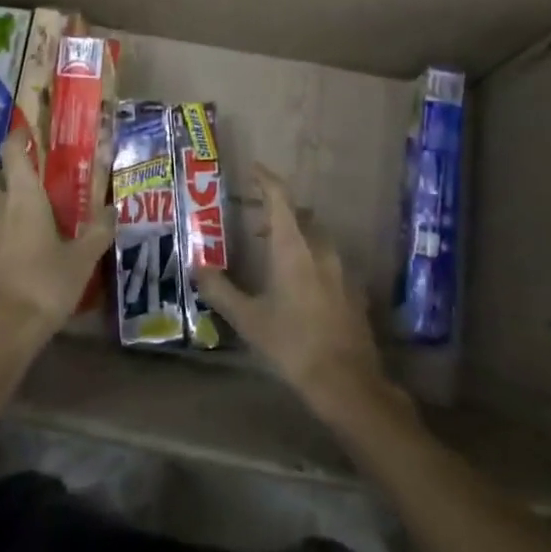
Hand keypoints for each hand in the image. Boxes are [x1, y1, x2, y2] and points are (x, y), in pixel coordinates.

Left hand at [0, 131, 114, 365]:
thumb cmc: (44, 285)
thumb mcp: (81, 260)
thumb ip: (98, 232)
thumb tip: (115, 210)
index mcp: (22, 196)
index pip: (13, 152)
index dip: (18, 138)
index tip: (28, 133)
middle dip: (3, 170)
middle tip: (26, 177)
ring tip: (21, 210)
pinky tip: (12, 245)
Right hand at [192, 166, 388, 419]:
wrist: (347, 382)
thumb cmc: (292, 345)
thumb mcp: (248, 319)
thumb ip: (220, 290)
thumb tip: (196, 266)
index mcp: (293, 249)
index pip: (280, 199)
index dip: (266, 180)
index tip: (253, 170)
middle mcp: (320, 251)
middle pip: (301, 217)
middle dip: (278, 214)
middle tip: (256, 227)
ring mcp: (342, 270)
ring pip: (317, 238)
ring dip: (296, 236)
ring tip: (275, 257)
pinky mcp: (354, 290)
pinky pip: (329, 261)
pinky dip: (312, 259)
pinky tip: (301, 286)